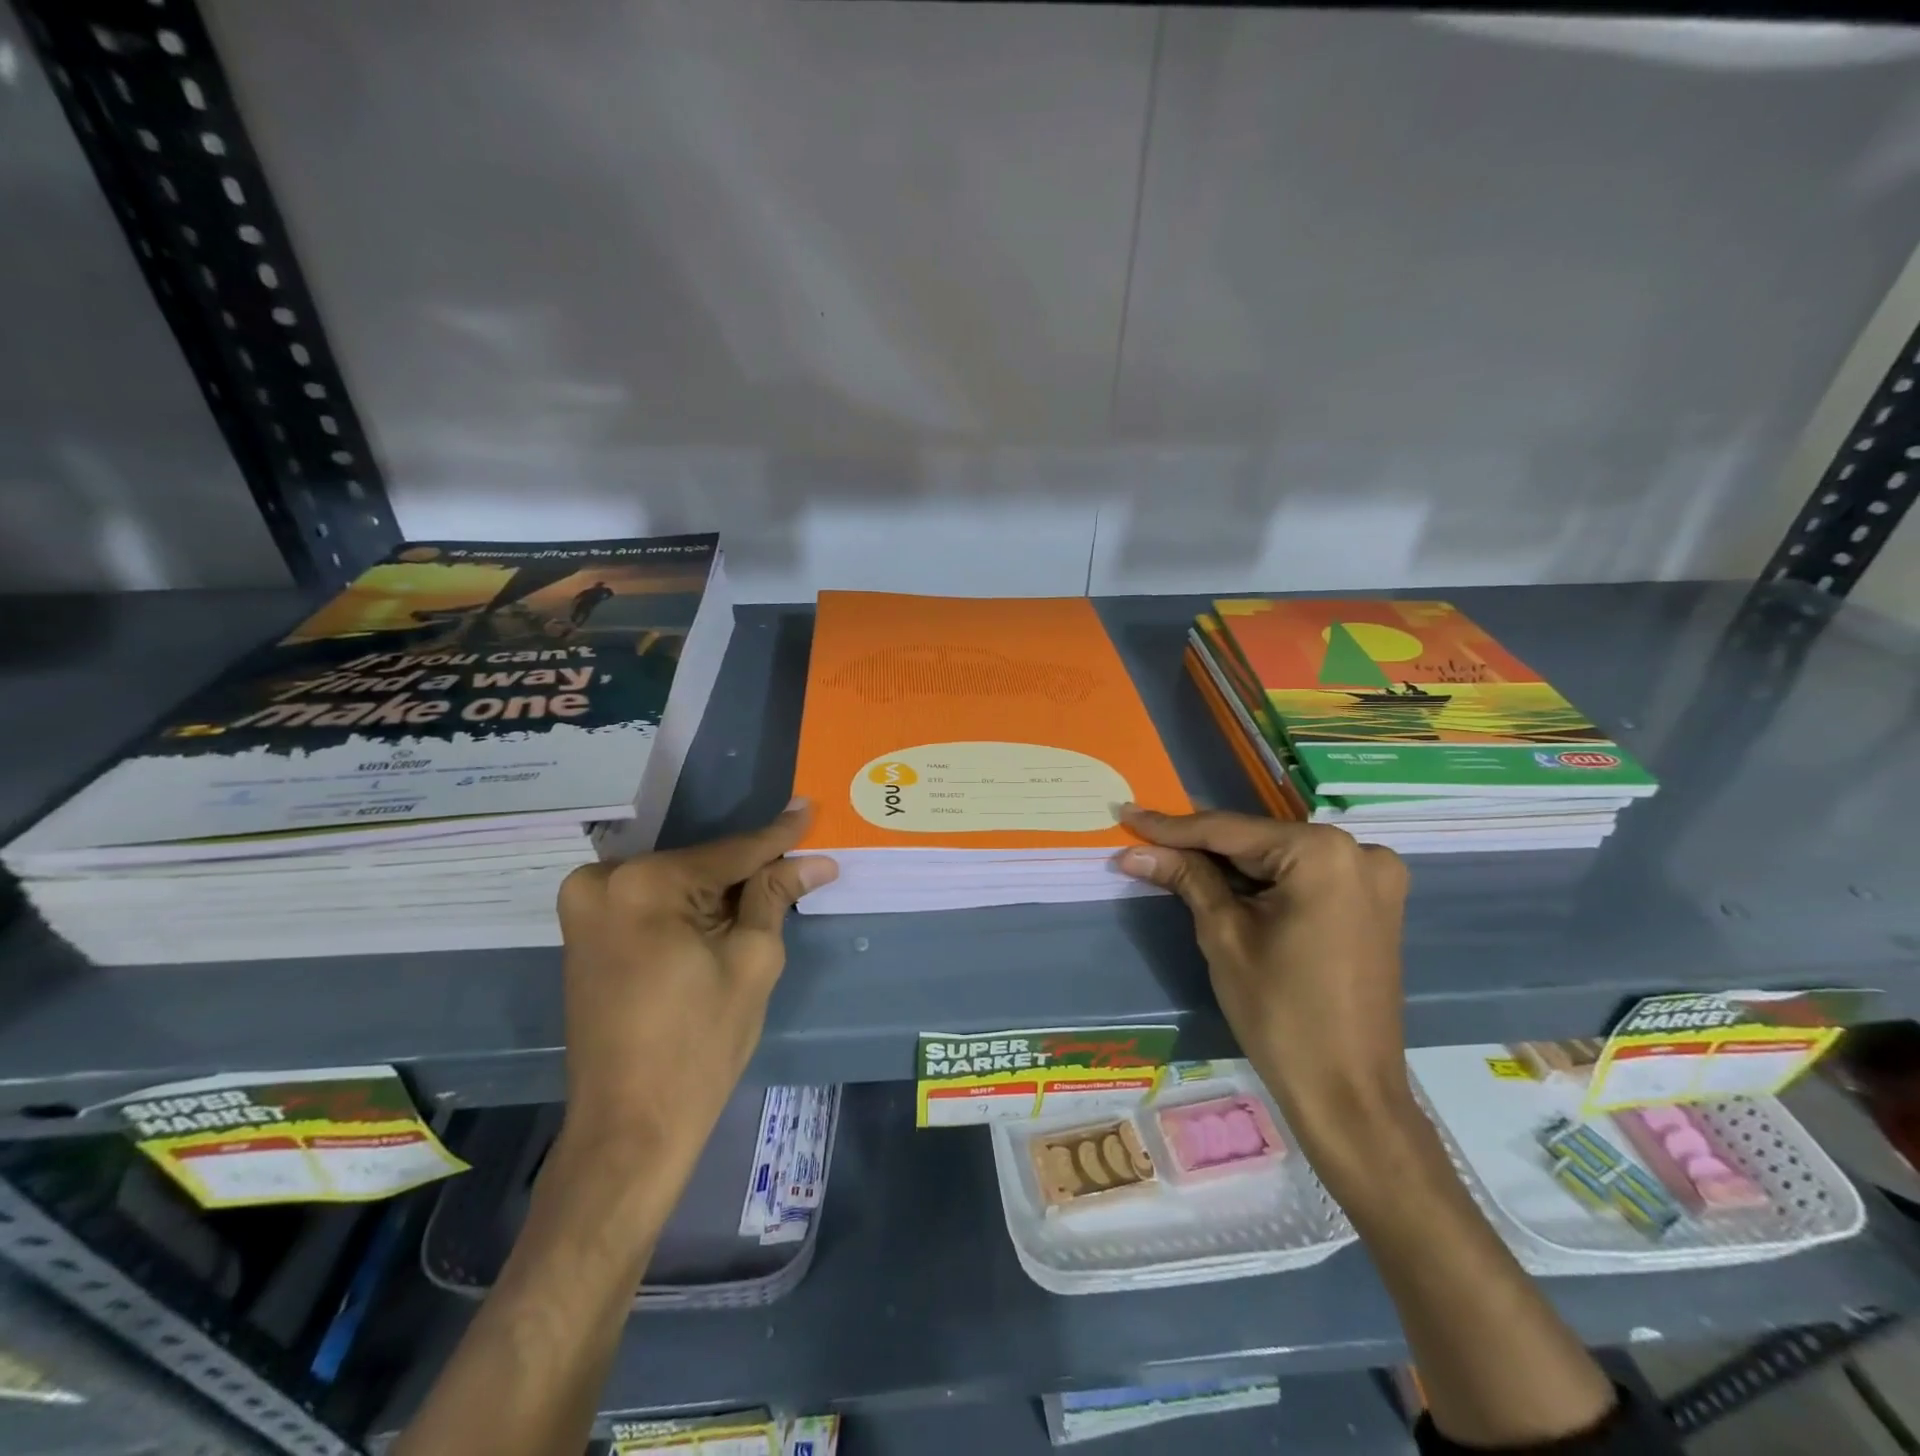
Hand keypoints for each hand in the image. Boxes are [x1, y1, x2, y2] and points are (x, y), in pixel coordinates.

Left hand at [553, 801, 837, 1169]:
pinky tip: (725, 913)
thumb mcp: (752, 961)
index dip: (778, 836)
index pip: (731, 853)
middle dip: (749, 869)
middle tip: (799, 862)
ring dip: (720, 888)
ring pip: (677, 882)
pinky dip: (689, 906)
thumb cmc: (700, 1044)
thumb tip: (814, 860)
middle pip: (701, 865)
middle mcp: (603, 881)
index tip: (809, 809)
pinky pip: (651, 902)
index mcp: (644, 884)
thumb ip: (775, 896)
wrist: (629, 1127)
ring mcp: (584, 907)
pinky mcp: (583, 932)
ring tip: (772, 888)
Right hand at [1115, 807, 1410, 1151]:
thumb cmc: (1280, 1012)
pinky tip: (1222, 882)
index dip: (1171, 827)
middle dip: (1200, 846)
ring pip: (1280, 858)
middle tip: (1145, 841)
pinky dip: (1264, 881)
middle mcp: (1358, 851)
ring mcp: (1373, 878)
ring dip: (1230, 864)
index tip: (1128, 816)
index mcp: (1323, 853)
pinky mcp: (1374, 904)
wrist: (1348, 1093)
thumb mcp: (1224, 936)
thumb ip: (1185, 878)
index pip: (1229, 831)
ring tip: (1171, 859)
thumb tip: (1134, 851)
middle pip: (1257, 841)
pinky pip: (1306, 877)